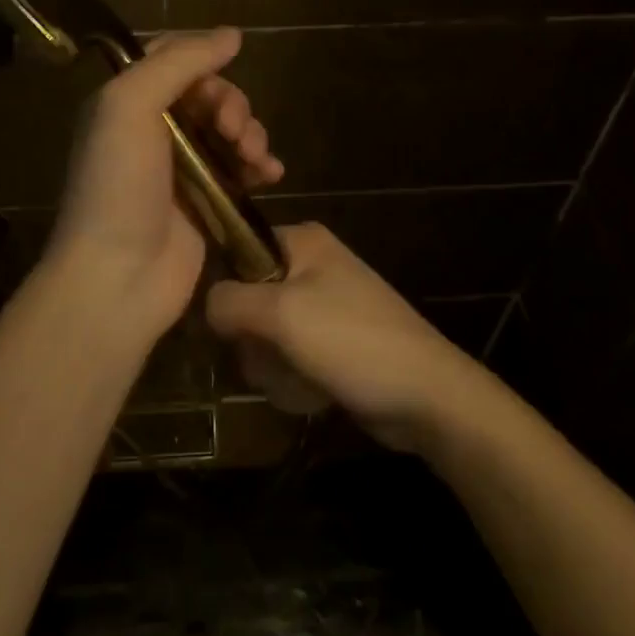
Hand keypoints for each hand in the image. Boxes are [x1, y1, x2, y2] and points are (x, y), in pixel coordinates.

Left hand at [43, 27, 283, 351]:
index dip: (201, 54)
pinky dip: (259, 164)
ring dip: (249, 132)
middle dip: (231, 103)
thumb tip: (231, 35)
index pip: (170, 57)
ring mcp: (182, 167)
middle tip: (232, 129)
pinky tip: (270, 174)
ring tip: (252, 156)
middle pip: (208, 93)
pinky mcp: (207, 200)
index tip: (230, 59)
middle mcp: (152, 129)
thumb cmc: (118, 185)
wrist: (118, 276)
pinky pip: (241, 168)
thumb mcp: (130, 106)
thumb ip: (178, 63)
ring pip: (229, 129)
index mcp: (126, 101)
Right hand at [205, 223, 484, 449]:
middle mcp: (312, 265)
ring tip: (300, 379)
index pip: (237, 252)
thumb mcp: (281, 314)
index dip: (229, 291)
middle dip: (255, 340)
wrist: (427, 395)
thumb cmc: (351, 341)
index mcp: (302, 241)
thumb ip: (230, 301)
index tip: (233, 325)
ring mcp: (325, 305)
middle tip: (274, 356)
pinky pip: (291, 357)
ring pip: (267, 335)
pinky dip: (295, 378)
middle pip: (249, 300)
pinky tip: (313, 393)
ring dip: (274, 366)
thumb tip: (207, 304)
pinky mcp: (334, 342)